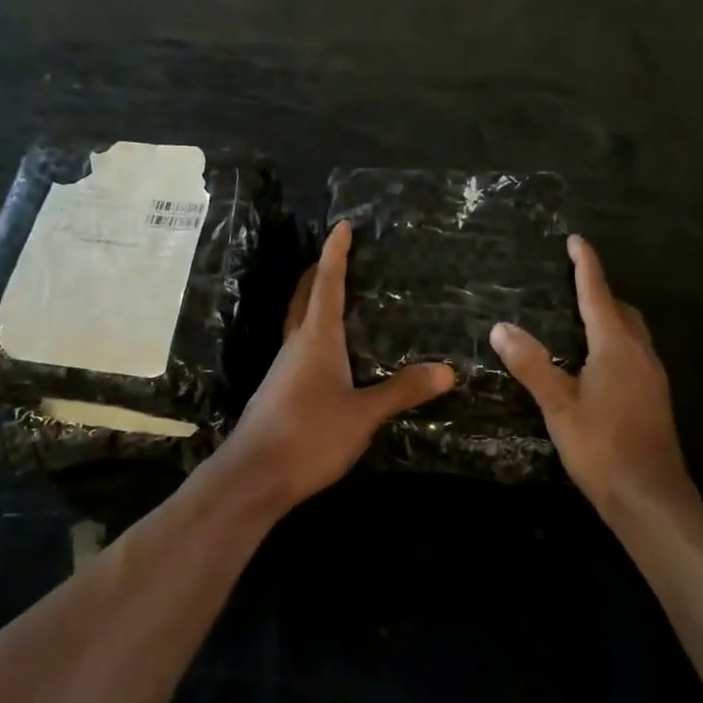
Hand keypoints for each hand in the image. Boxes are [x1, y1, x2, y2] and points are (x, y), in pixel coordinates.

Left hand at [213, 220, 455, 510]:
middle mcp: (296, 345)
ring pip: (299, 322)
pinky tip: (331, 353)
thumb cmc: (309, 435)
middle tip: (340, 255)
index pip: (328, 283)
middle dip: (321, 271)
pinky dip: (315, 333)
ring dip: (315, 301)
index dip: (336, 253)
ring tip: (340, 297)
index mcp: (317, 338)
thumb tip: (448, 369)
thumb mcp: (363, 414)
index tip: (343, 226)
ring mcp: (284, 368)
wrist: (254, 476)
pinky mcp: (280, 390)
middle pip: (306, 296)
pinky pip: (299, 347)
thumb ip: (402, 390)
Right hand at [491, 235, 689, 514]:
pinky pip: (633, 353)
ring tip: (578, 318)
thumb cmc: (601, 447)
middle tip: (571, 282)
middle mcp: (640, 353)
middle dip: (599, 291)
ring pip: (631, 332)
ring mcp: (652, 376)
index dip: (586, 265)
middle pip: (621, 310)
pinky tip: (594, 362)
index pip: (598, 294)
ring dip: (609, 317)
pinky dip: (614, 342)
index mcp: (616, 347)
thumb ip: (531, 364)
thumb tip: (501, 327)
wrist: (650, 497)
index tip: (576, 240)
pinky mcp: (654, 396)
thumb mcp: (559, 405)